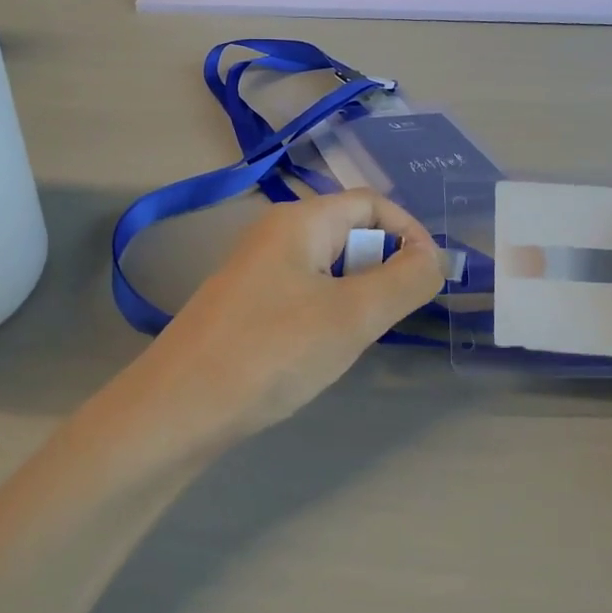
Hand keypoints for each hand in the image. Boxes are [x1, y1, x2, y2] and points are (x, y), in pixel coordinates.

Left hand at [134, 190, 445, 438]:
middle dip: (383, 267)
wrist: (177, 409)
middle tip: (388, 317)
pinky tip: (320, 351)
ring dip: (356, 294)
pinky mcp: (245, 307)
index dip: (410, 232)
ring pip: (328, 268)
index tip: (430, 280)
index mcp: (299, 222)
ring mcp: (255, 272)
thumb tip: (434, 257)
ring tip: (355, 338)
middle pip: (349, 232)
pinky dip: (327, 313)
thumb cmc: (272, 352)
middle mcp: (274, 235)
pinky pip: (303, 295)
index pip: (371, 203)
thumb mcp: (352, 316)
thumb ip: (405, 280)